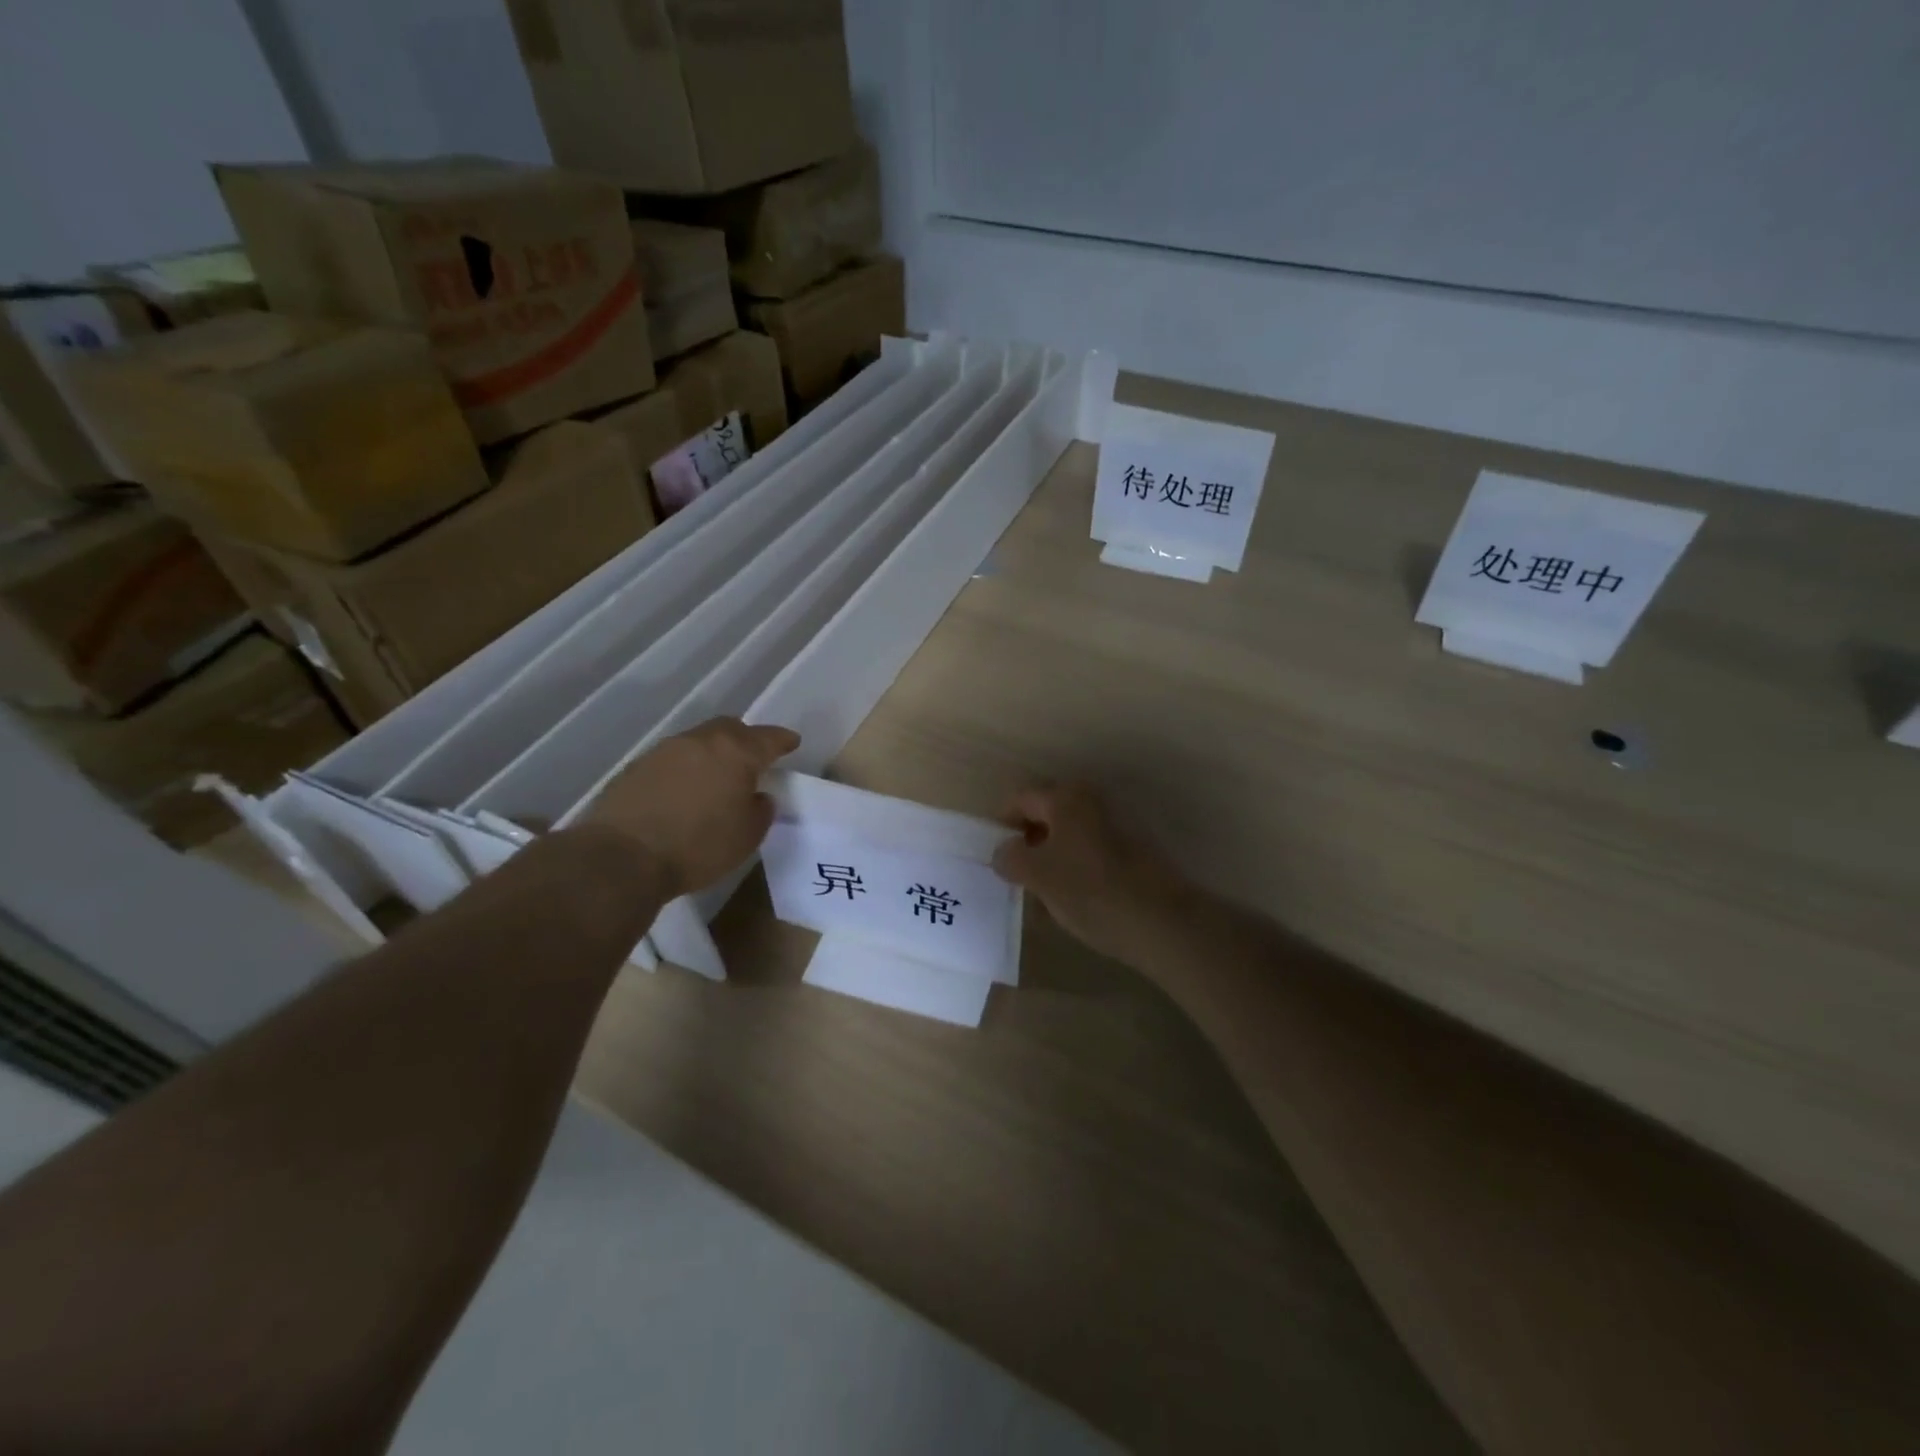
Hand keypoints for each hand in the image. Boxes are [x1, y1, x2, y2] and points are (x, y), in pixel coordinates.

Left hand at [582, 718, 799, 896]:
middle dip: (746, 739)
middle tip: (754, 758)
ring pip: (699, 742)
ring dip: (712, 754)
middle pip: (730, 729)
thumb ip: (760, 810)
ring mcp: (664, 751)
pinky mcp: (636, 768)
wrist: (622, 858)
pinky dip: (686, 769)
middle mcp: (700, 741)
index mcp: (736, 752)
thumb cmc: (698, 846)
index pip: (768, 738)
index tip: (792, 742)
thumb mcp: (747, 836)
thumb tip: (757, 796)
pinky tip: (685, 792)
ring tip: (717, 778)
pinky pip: (673, 760)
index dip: (783, 740)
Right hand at [992, 783, 1187, 960]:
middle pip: (1047, 816)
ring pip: (1069, 837)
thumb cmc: (1090, 891)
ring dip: (1051, 859)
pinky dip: (1074, 870)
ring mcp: (1117, 826)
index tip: (995, 856)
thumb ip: (1011, 857)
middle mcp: (1092, 803)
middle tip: (1015, 876)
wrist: (1162, 922)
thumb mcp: (1037, 875)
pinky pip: (1090, 854)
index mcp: (1066, 799)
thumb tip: (1004, 851)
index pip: (1021, 799)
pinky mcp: (1133, 852)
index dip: (1002, 825)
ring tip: (1040, 896)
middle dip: (1027, 844)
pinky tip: (1071, 903)